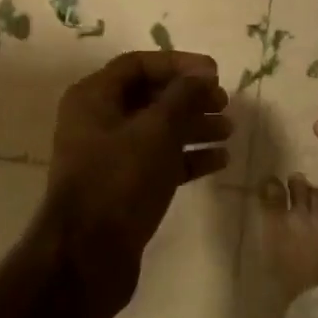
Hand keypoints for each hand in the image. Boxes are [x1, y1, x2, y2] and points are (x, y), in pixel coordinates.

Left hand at [46, 50, 230, 303]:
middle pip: (149, 97)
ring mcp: (109, 157)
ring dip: (193, 127)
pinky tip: (220, 161)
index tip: (216, 74)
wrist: (89, 254)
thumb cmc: (119, 181)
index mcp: (93, 98)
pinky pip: (159, 162)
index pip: (138, 65)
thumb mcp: (155, 132)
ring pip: (157, 131)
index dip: (179, 64)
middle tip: (225, 104)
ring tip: (229, 130)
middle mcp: (97, 122)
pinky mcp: (123, 187)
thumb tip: (202, 75)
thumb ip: (182, 98)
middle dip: (189, 98)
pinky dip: (187, 158)